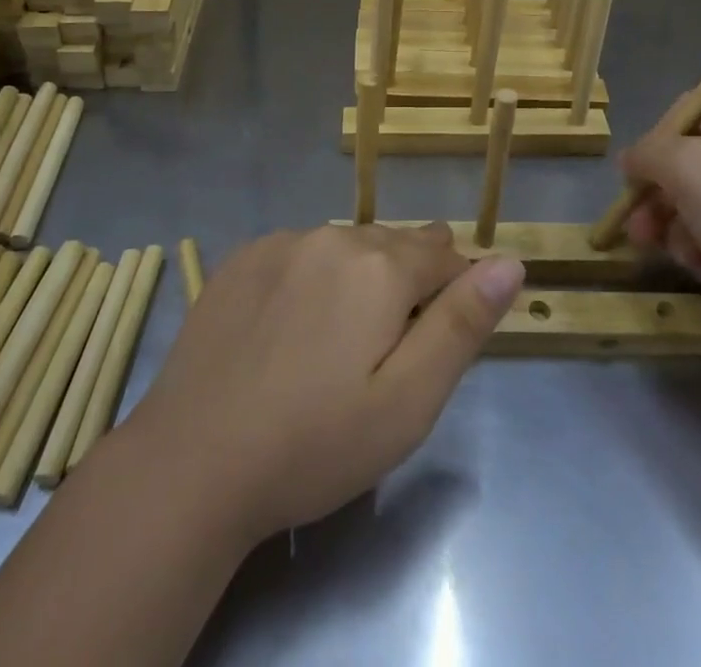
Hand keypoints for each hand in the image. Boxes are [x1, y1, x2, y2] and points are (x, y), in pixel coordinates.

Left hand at [122, 224, 523, 544]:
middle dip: (408, 280)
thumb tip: (511, 261)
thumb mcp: (408, 402)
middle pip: (395, 244)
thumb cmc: (314, 444)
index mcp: (380, 266)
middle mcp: (333, 236)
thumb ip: (463, 324)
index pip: (444, 256)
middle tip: (391, 343)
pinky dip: (313, 275)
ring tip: (345, 335)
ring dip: (360, 275)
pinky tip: (294, 324)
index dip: (454, 292)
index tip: (438, 338)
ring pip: (347, 245)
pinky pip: (300, 251)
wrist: (190, 464)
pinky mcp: (242, 258)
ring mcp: (281, 242)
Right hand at [620, 92, 700, 331]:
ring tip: (683, 257)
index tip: (638, 173)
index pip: (685, 111)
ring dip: (677, 231)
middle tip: (638, 231)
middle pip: (686, 163)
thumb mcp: (682, 166)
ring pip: (697, 205)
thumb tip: (632, 161)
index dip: (656, 138)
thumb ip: (646, 154)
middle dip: (656, 198)